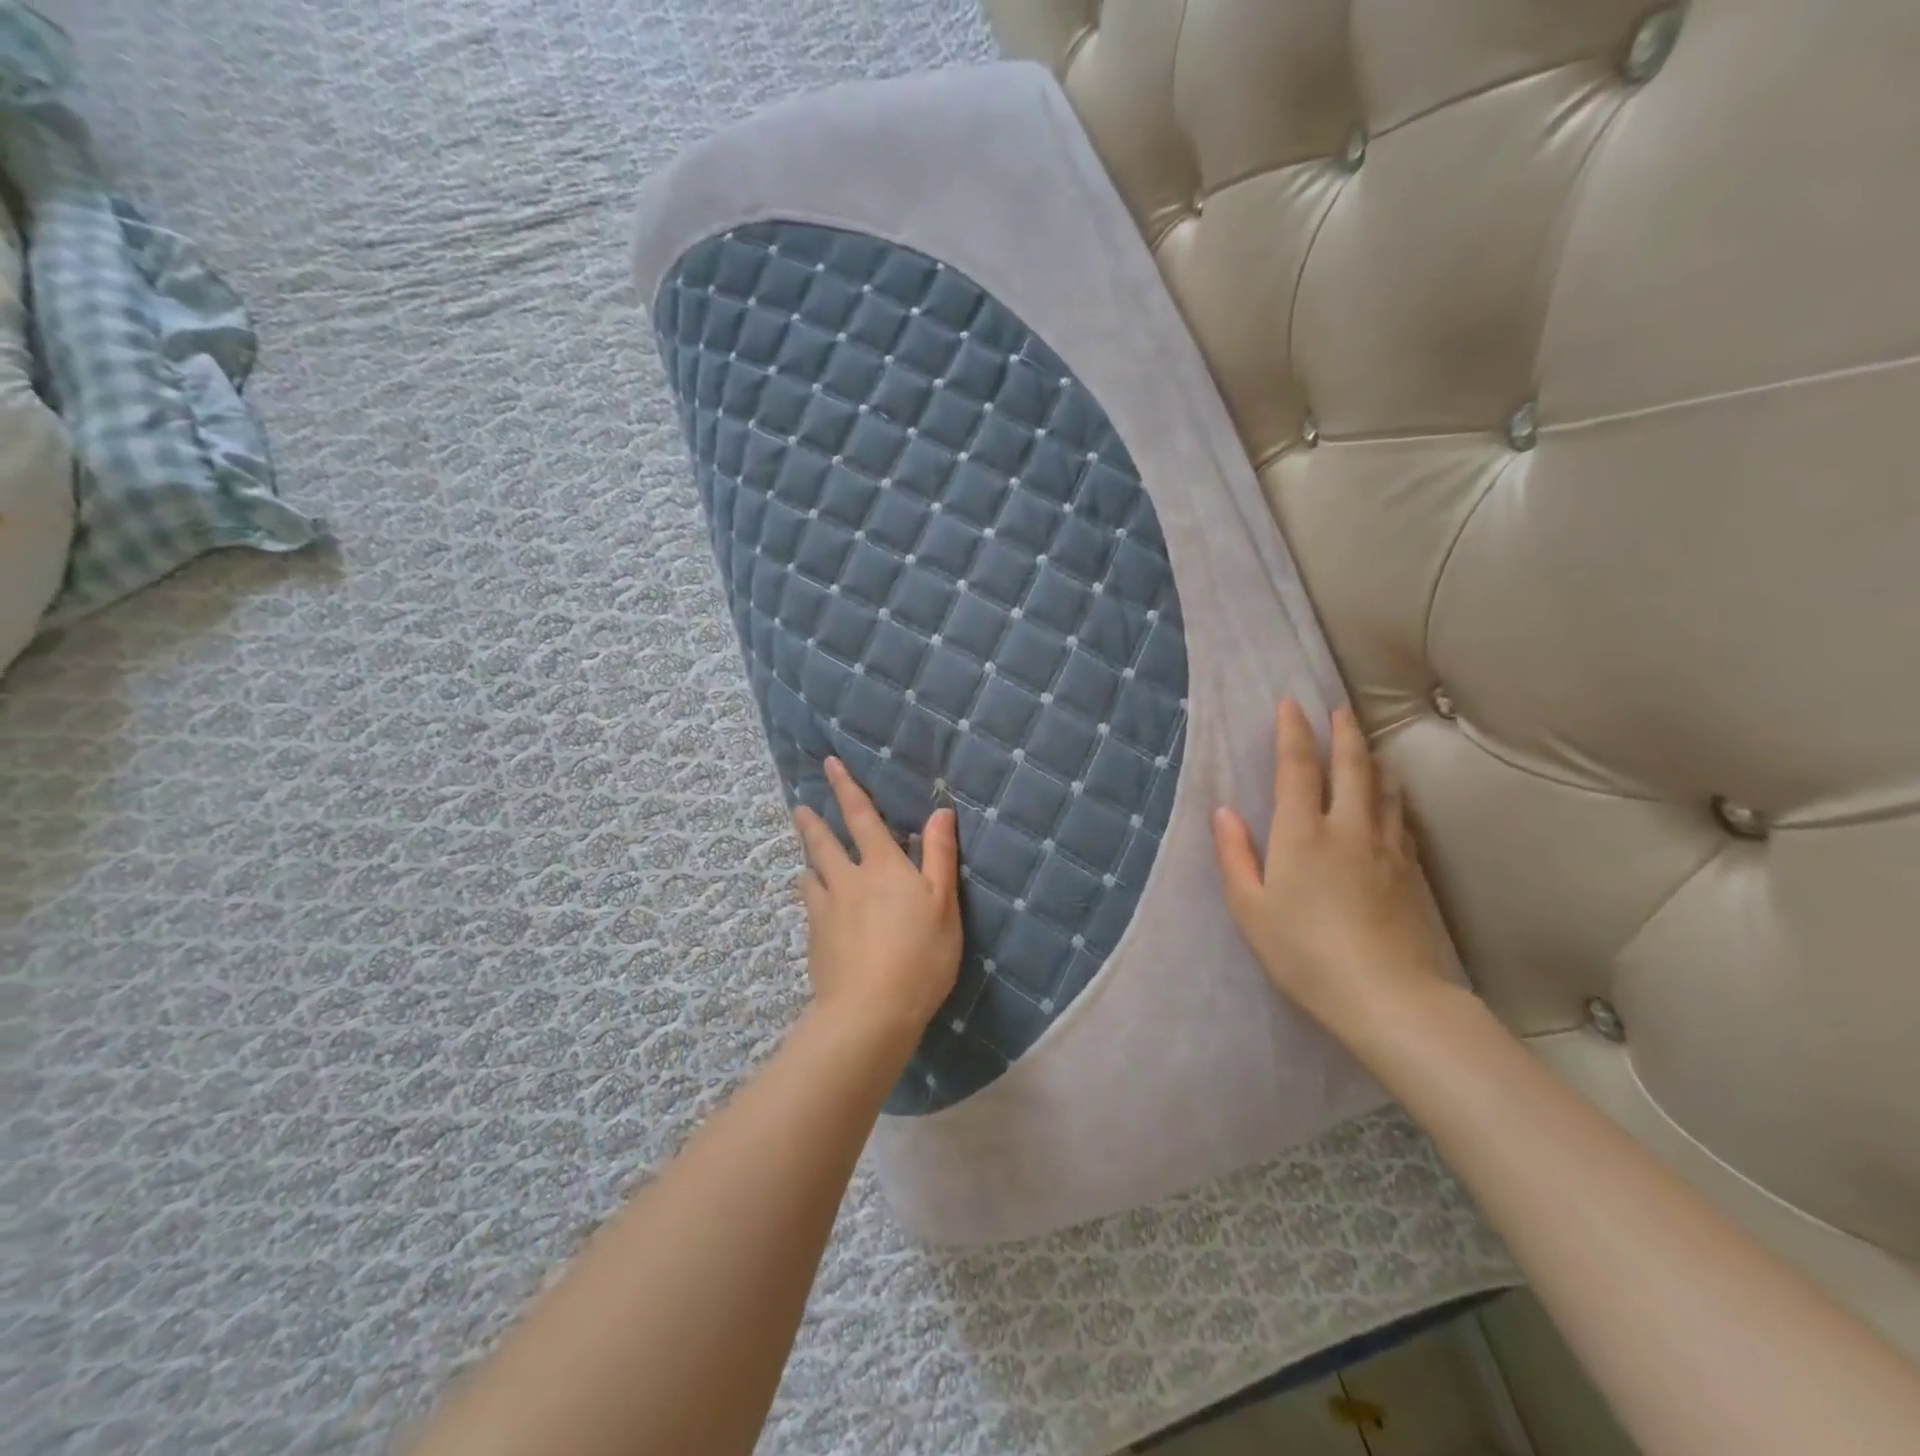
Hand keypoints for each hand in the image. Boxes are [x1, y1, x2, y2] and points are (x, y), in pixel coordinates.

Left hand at [792, 758, 962, 1042]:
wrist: (870, 1012)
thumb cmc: (920, 956)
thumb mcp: (943, 904)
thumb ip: (939, 856)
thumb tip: (940, 811)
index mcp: (882, 867)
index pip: (862, 817)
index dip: (846, 787)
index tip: (829, 764)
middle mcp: (848, 881)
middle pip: (823, 844)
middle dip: (811, 823)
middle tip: (799, 809)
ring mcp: (826, 911)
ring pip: (811, 876)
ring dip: (809, 863)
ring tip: (807, 863)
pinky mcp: (815, 941)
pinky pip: (810, 909)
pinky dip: (812, 899)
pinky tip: (815, 910)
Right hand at [1211, 700, 1454, 1047]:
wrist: (1390, 997)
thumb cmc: (1305, 955)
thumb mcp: (1251, 910)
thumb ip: (1234, 856)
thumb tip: (1223, 812)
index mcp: (1302, 833)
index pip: (1297, 767)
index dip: (1293, 731)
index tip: (1291, 702)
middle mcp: (1348, 828)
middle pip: (1351, 765)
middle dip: (1343, 731)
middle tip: (1340, 708)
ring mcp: (1387, 848)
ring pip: (1384, 787)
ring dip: (1372, 759)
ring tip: (1366, 746)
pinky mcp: (1413, 871)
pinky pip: (1400, 817)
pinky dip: (1391, 795)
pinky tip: (1390, 800)